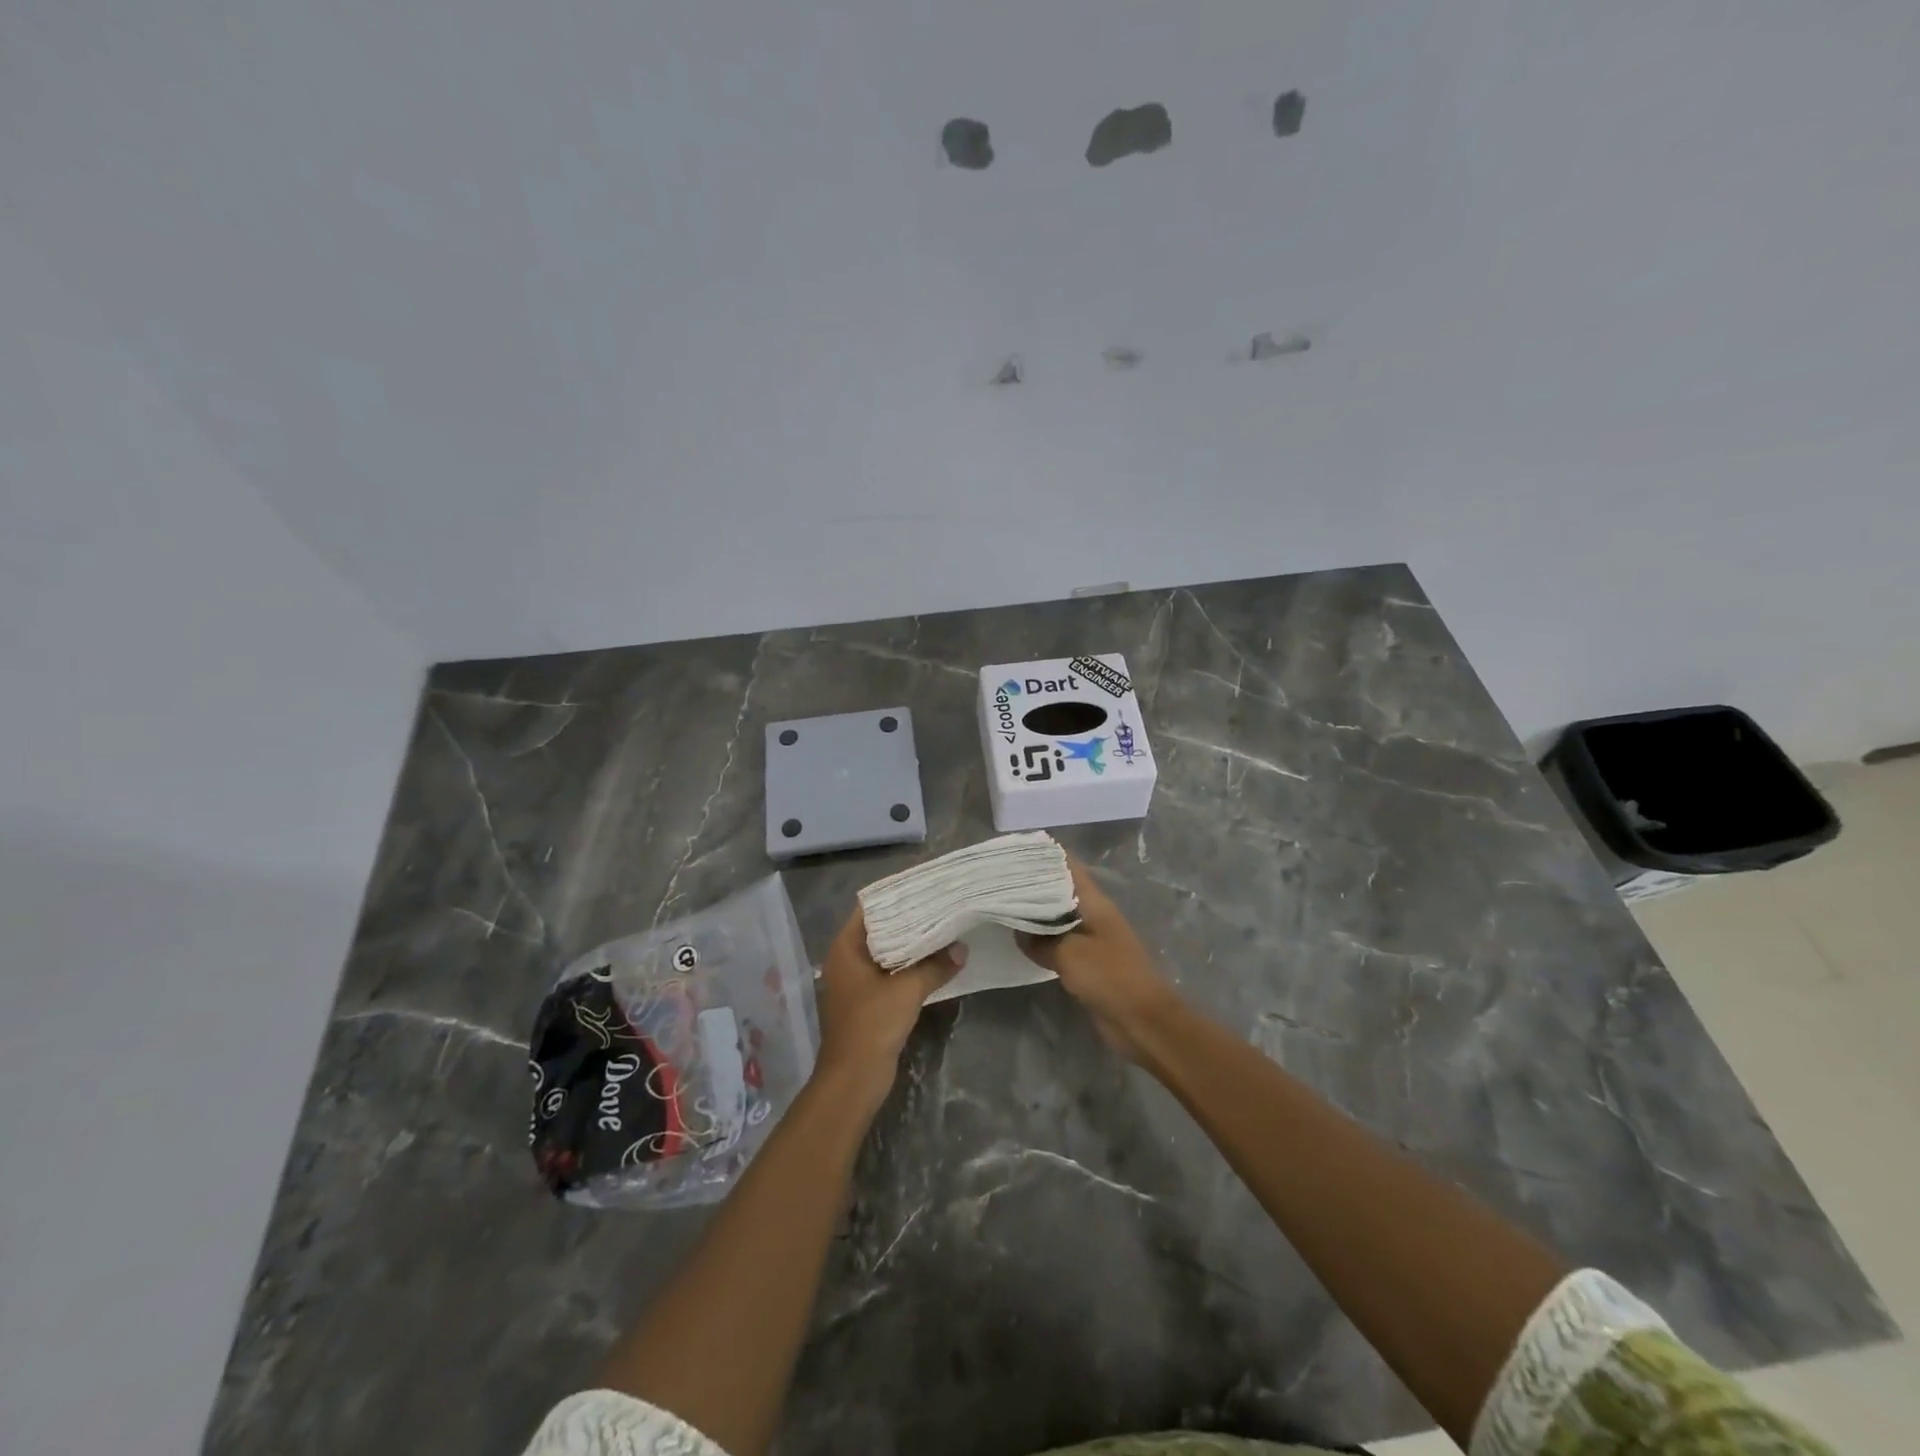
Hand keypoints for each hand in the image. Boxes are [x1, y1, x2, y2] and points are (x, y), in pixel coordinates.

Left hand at [814, 907, 963, 1110]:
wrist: (853, 1078)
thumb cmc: (872, 1024)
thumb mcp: (908, 990)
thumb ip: (935, 966)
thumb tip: (961, 950)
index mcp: (845, 948)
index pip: (869, 909)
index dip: (895, 897)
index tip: (923, 887)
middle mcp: (845, 960)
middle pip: (878, 930)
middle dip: (907, 920)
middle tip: (939, 906)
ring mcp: (854, 982)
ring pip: (885, 953)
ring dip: (909, 945)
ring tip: (942, 929)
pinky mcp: (865, 1002)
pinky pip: (888, 974)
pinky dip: (907, 967)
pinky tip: (933, 962)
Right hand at [1018, 857, 1180, 1061]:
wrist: (1143, 1022)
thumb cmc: (1110, 977)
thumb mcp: (1069, 955)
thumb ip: (1040, 940)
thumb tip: (1018, 931)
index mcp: (1094, 902)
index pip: (1067, 865)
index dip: (1042, 855)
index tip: (1011, 852)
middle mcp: (1093, 913)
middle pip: (1059, 889)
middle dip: (1031, 884)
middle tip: (997, 881)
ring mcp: (1091, 938)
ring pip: (1057, 916)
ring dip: (1034, 912)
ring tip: (1000, 905)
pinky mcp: (1088, 962)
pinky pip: (1059, 942)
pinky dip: (1040, 939)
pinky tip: (1018, 940)